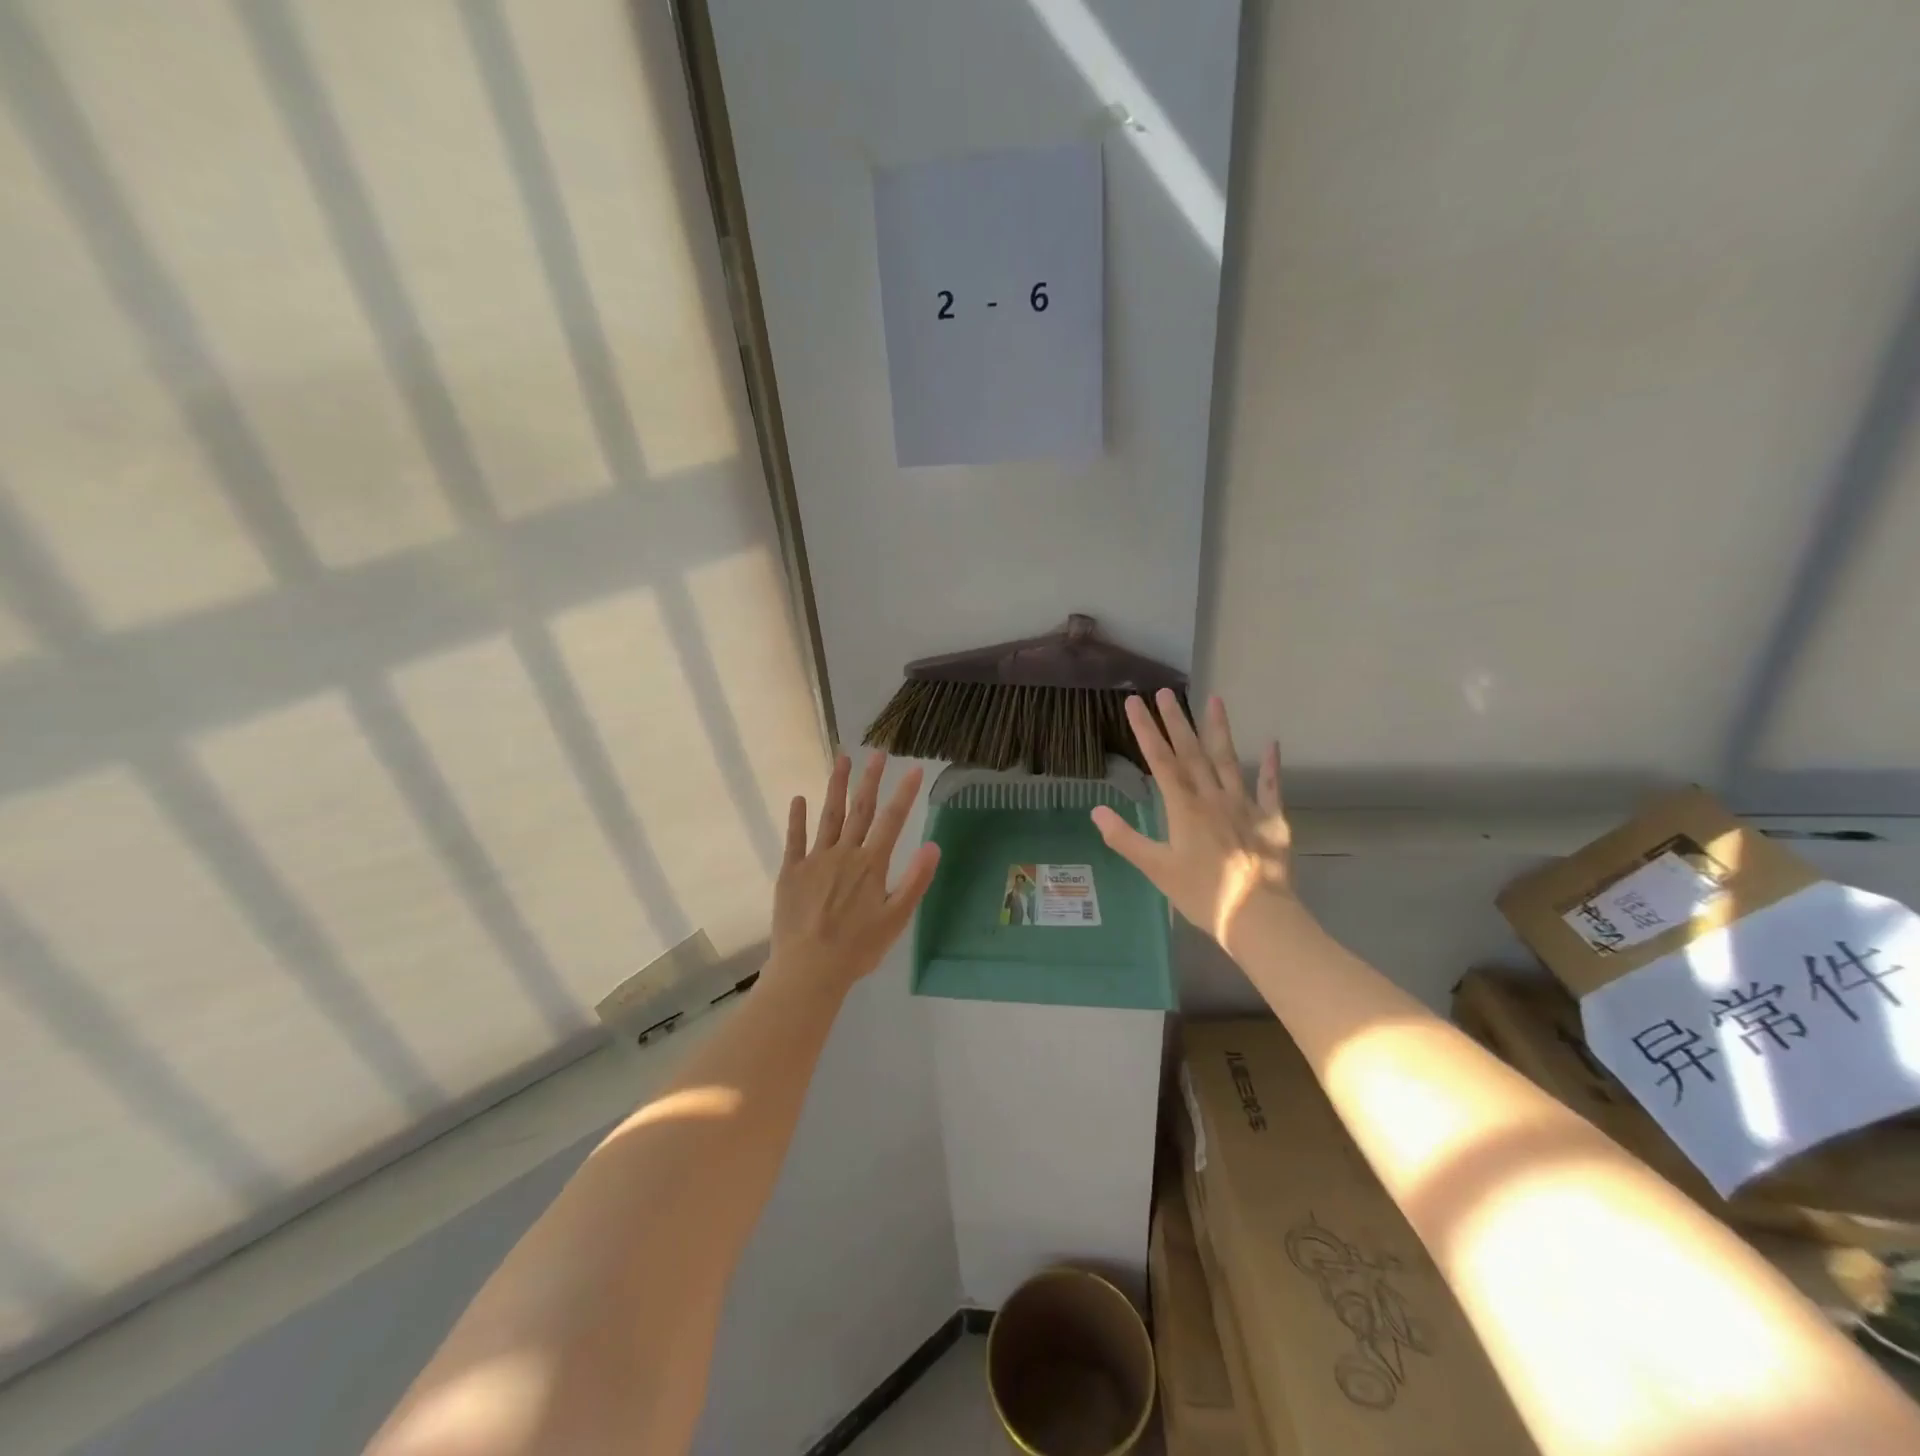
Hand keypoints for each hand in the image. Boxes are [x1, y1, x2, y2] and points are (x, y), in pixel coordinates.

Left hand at [770, 751, 940, 994]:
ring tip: (842, 759)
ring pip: (828, 816)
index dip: (904, 793)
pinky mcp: (790, 872)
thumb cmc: (858, 948)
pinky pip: (794, 839)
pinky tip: (799, 799)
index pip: (892, 821)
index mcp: (871, 865)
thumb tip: (934, 845)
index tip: (913, 768)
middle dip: (870, 780)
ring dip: (836, 786)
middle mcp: (844, 854)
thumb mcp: (896, 919)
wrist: (808, 969)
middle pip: (860, 810)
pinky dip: (797, 818)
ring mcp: (815, 860)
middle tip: (877, 753)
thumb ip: (915, 880)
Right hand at [1091, 691, 1292, 945]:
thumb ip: (1125, 839)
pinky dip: (1270, 766)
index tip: (1134, 703)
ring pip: (1228, 760)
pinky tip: (1271, 744)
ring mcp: (1244, 806)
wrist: (1258, 917)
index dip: (1145, 730)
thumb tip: (1096, 810)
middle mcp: (1213, 797)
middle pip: (1192, 752)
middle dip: (1176, 721)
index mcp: (1184, 808)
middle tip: (1165, 691)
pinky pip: (1269, 788)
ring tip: (1214, 699)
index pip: (1160, 761)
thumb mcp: (1156, 870)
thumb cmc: (1202, 895)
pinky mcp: (1271, 820)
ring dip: (1219, 729)